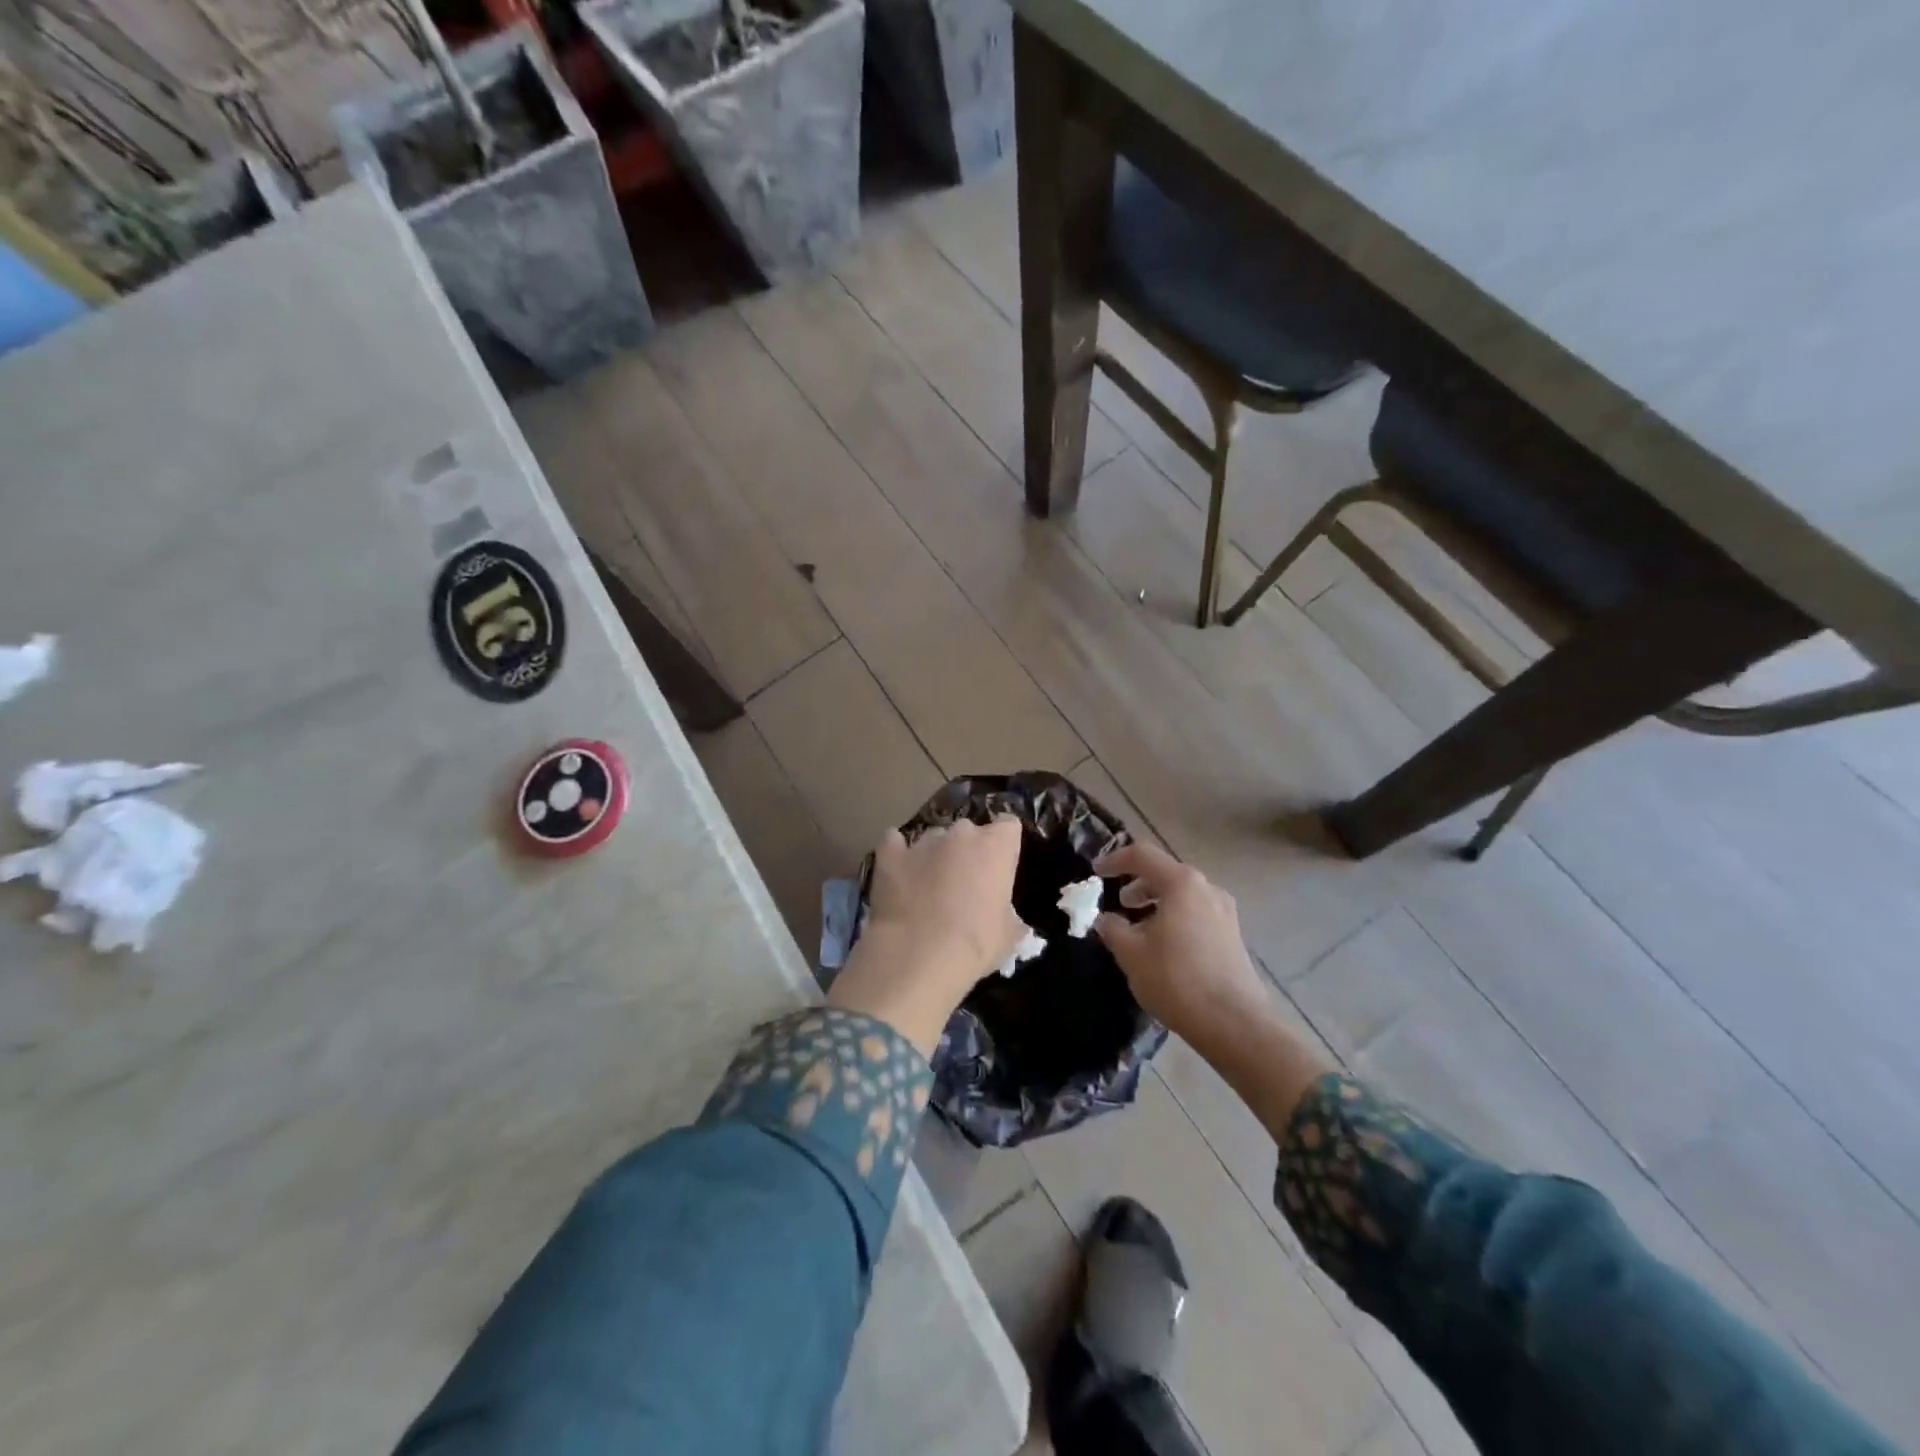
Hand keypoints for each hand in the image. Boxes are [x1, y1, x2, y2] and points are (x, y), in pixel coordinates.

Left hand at [828, 820, 1025, 1056]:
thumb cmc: (974, 945)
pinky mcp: (889, 854)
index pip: (1008, 826)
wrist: (917, 956)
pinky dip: (898, 854)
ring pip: (934, 838)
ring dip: (935, 854)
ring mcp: (923, 842)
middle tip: (965, 881)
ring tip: (929, 884)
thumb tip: (1008, 918)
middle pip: (968, 831)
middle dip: (968, 850)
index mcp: (995, 847)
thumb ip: (1010, 916)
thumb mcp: (1008, 936)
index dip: (1004, 844)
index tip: (1001, 863)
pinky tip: (897, 871)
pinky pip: (894, 843)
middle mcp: (960, 834)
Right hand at [1092, 842, 1267, 1050]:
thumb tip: (1106, 919)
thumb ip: (1113, 929)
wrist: (1234, 1022)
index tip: (1096, 873)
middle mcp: (1207, 888)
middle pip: (1166, 873)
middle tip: (1119, 902)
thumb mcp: (1131, 953)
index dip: (1115, 860)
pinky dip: (1175, 917)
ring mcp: (1224, 912)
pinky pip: (1197, 913)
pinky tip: (1164, 945)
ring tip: (1138, 927)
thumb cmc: (1176, 979)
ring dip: (1157, 902)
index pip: (1142, 855)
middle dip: (1138, 884)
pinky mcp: (1232, 935)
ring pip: (1183, 895)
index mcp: (1181, 883)